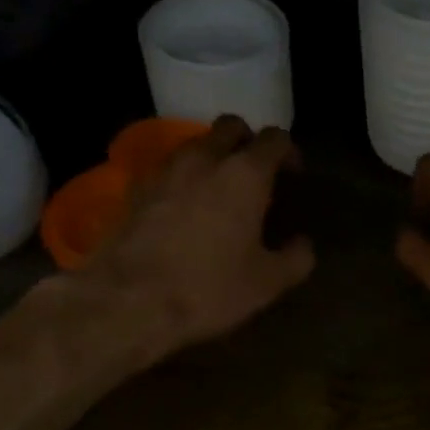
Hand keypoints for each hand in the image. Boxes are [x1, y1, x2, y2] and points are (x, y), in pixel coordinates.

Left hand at [81, 116, 314, 357]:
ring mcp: (164, 171)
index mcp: (245, 175)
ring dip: (213, 156)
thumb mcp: (267, 283)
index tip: (293, 173)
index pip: (274, 139)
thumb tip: (303, 244)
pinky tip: (184, 208)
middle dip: (248, 141)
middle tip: (256, 172)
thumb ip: (295, 258)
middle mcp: (204, 160)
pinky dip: (182, 178)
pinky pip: (167, 169)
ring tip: (219, 189)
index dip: (288, 151)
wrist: (127, 302)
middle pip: (230, 126)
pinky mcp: (134, 190)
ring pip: (195, 144)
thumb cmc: (208, 289)